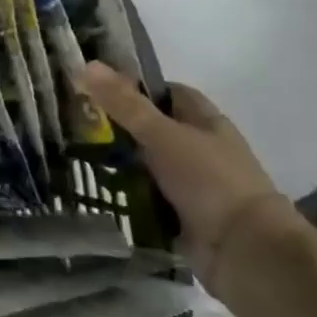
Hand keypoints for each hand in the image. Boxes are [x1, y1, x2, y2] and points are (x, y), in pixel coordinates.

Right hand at [83, 63, 297, 286]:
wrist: (244, 251)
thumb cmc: (209, 181)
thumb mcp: (161, 135)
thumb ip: (124, 103)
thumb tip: (86, 65)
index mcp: (204, 122)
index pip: (167, 93)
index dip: (134, 87)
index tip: (95, 90)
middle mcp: (199, 148)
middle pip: (151, 128)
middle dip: (116, 128)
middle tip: (73, 124)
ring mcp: (190, 183)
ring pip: (144, 164)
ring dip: (116, 163)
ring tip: (71, 156)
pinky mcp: (179, 214)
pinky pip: (143, 196)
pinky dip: (123, 194)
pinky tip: (92, 189)